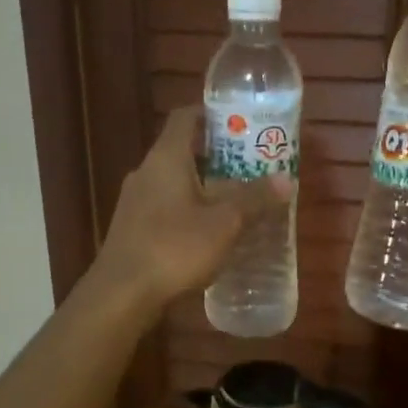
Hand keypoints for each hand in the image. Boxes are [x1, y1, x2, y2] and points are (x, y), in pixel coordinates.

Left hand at [91, 105, 291, 311]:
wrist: (121, 294)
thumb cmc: (174, 248)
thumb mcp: (224, 223)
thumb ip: (254, 199)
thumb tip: (286, 180)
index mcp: (166, 158)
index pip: (185, 117)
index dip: (212, 113)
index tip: (241, 121)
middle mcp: (146, 172)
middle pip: (183, 150)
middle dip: (217, 154)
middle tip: (251, 163)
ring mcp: (135, 201)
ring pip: (174, 181)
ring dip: (204, 185)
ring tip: (237, 198)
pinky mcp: (133, 228)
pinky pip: (166, 206)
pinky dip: (189, 208)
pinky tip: (210, 231)